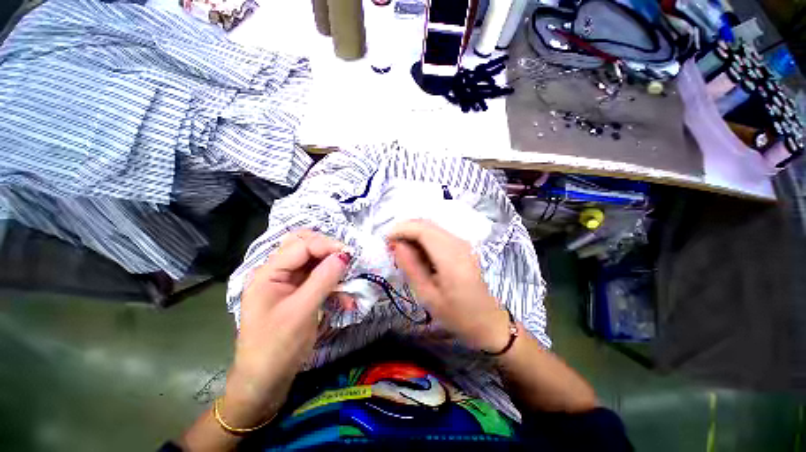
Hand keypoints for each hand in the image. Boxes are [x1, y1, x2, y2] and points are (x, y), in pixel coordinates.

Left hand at [221, 231, 350, 428]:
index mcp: (268, 273)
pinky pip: (319, 279)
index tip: (349, 254)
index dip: (326, 245)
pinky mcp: (299, 293)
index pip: (301, 245)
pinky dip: (334, 284)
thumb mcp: (301, 312)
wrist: (265, 382)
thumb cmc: (277, 347)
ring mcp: (289, 283)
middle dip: (328, 251)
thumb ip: (323, 279)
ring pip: (314, 262)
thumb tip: (344, 255)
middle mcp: (277, 273)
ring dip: (333, 268)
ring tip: (349, 280)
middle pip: (305, 247)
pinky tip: (345, 298)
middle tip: (347, 260)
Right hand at [388, 220, 510, 351]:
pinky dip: (423, 238)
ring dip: (413, 233)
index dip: (401, 229)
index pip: (422, 230)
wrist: (487, 321)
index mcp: (451, 258)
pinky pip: (438, 234)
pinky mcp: (462, 246)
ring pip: (432, 227)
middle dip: (405, 230)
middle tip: (391, 246)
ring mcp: (463, 243)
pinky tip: (416, 252)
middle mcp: (459, 244)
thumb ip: (411, 266)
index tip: (386, 240)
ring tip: (400, 250)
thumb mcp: (427, 295)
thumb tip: (396, 244)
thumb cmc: (456, 314)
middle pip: (427, 224)